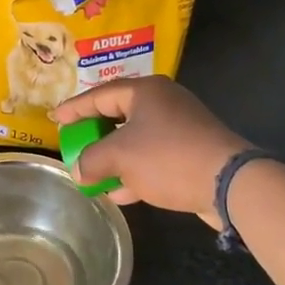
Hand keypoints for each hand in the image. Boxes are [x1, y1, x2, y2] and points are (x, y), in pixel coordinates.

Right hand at [51, 79, 248, 228]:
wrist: (229, 183)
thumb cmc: (167, 158)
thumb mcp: (119, 157)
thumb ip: (91, 160)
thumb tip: (79, 171)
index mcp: (145, 92)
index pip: (99, 95)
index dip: (74, 108)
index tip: (55, 119)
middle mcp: (164, 102)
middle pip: (119, 114)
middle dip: (95, 134)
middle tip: (75, 142)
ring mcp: (181, 127)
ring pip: (137, 138)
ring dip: (115, 157)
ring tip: (93, 173)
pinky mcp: (192, 151)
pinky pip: (154, 157)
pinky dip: (135, 170)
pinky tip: (120, 192)